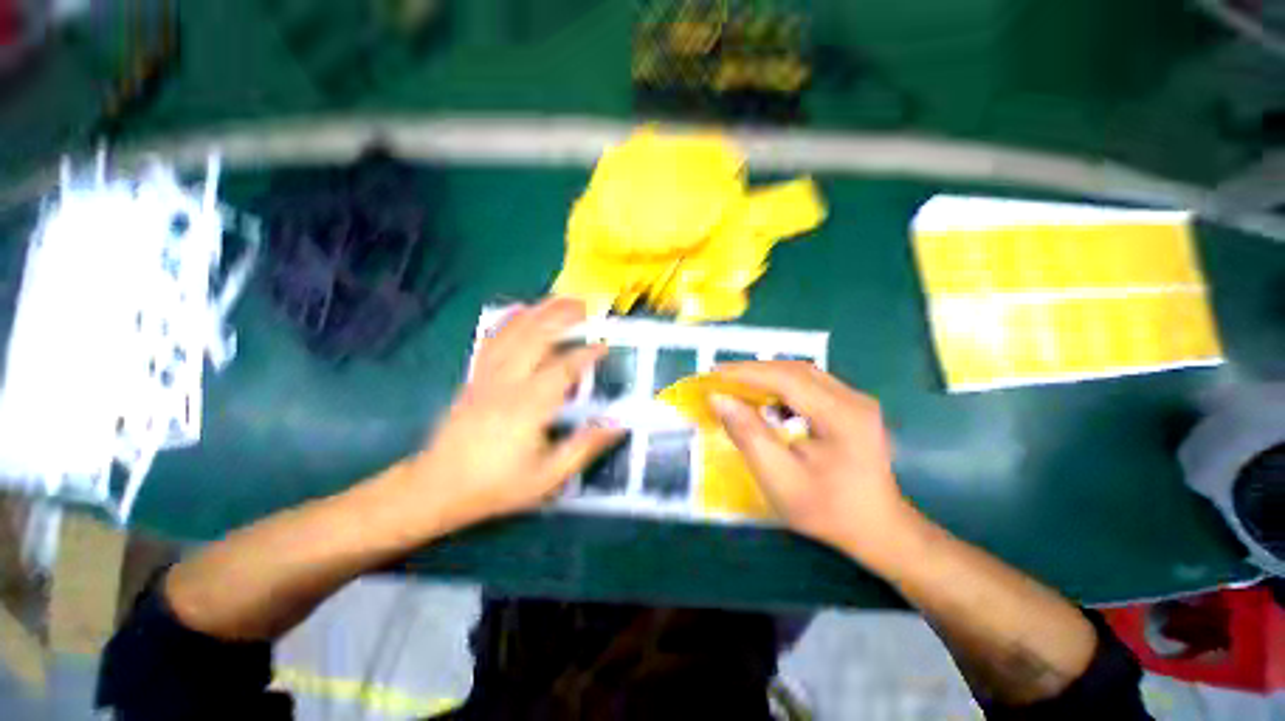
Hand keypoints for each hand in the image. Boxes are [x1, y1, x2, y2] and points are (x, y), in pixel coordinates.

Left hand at [397, 298, 623, 533]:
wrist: (437, 488)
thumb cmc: (496, 485)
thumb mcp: (547, 478)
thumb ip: (583, 448)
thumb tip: (617, 426)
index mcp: (527, 408)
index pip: (562, 370)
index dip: (585, 355)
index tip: (604, 346)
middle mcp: (506, 384)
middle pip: (535, 338)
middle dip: (561, 317)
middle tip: (585, 307)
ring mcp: (486, 376)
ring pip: (513, 333)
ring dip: (539, 312)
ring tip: (560, 300)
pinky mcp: (474, 377)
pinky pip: (492, 340)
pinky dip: (510, 321)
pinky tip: (521, 311)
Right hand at [710, 361, 919, 565]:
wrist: (877, 529)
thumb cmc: (827, 510)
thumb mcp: (781, 479)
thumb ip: (749, 436)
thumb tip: (719, 400)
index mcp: (842, 416)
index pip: (787, 379)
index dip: (746, 373)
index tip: (713, 374)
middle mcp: (853, 399)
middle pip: (795, 371)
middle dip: (753, 371)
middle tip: (719, 376)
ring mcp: (855, 400)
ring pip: (802, 374)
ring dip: (766, 375)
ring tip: (736, 383)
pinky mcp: (850, 407)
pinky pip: (809, 385)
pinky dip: (781, 385)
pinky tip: (765, 397)